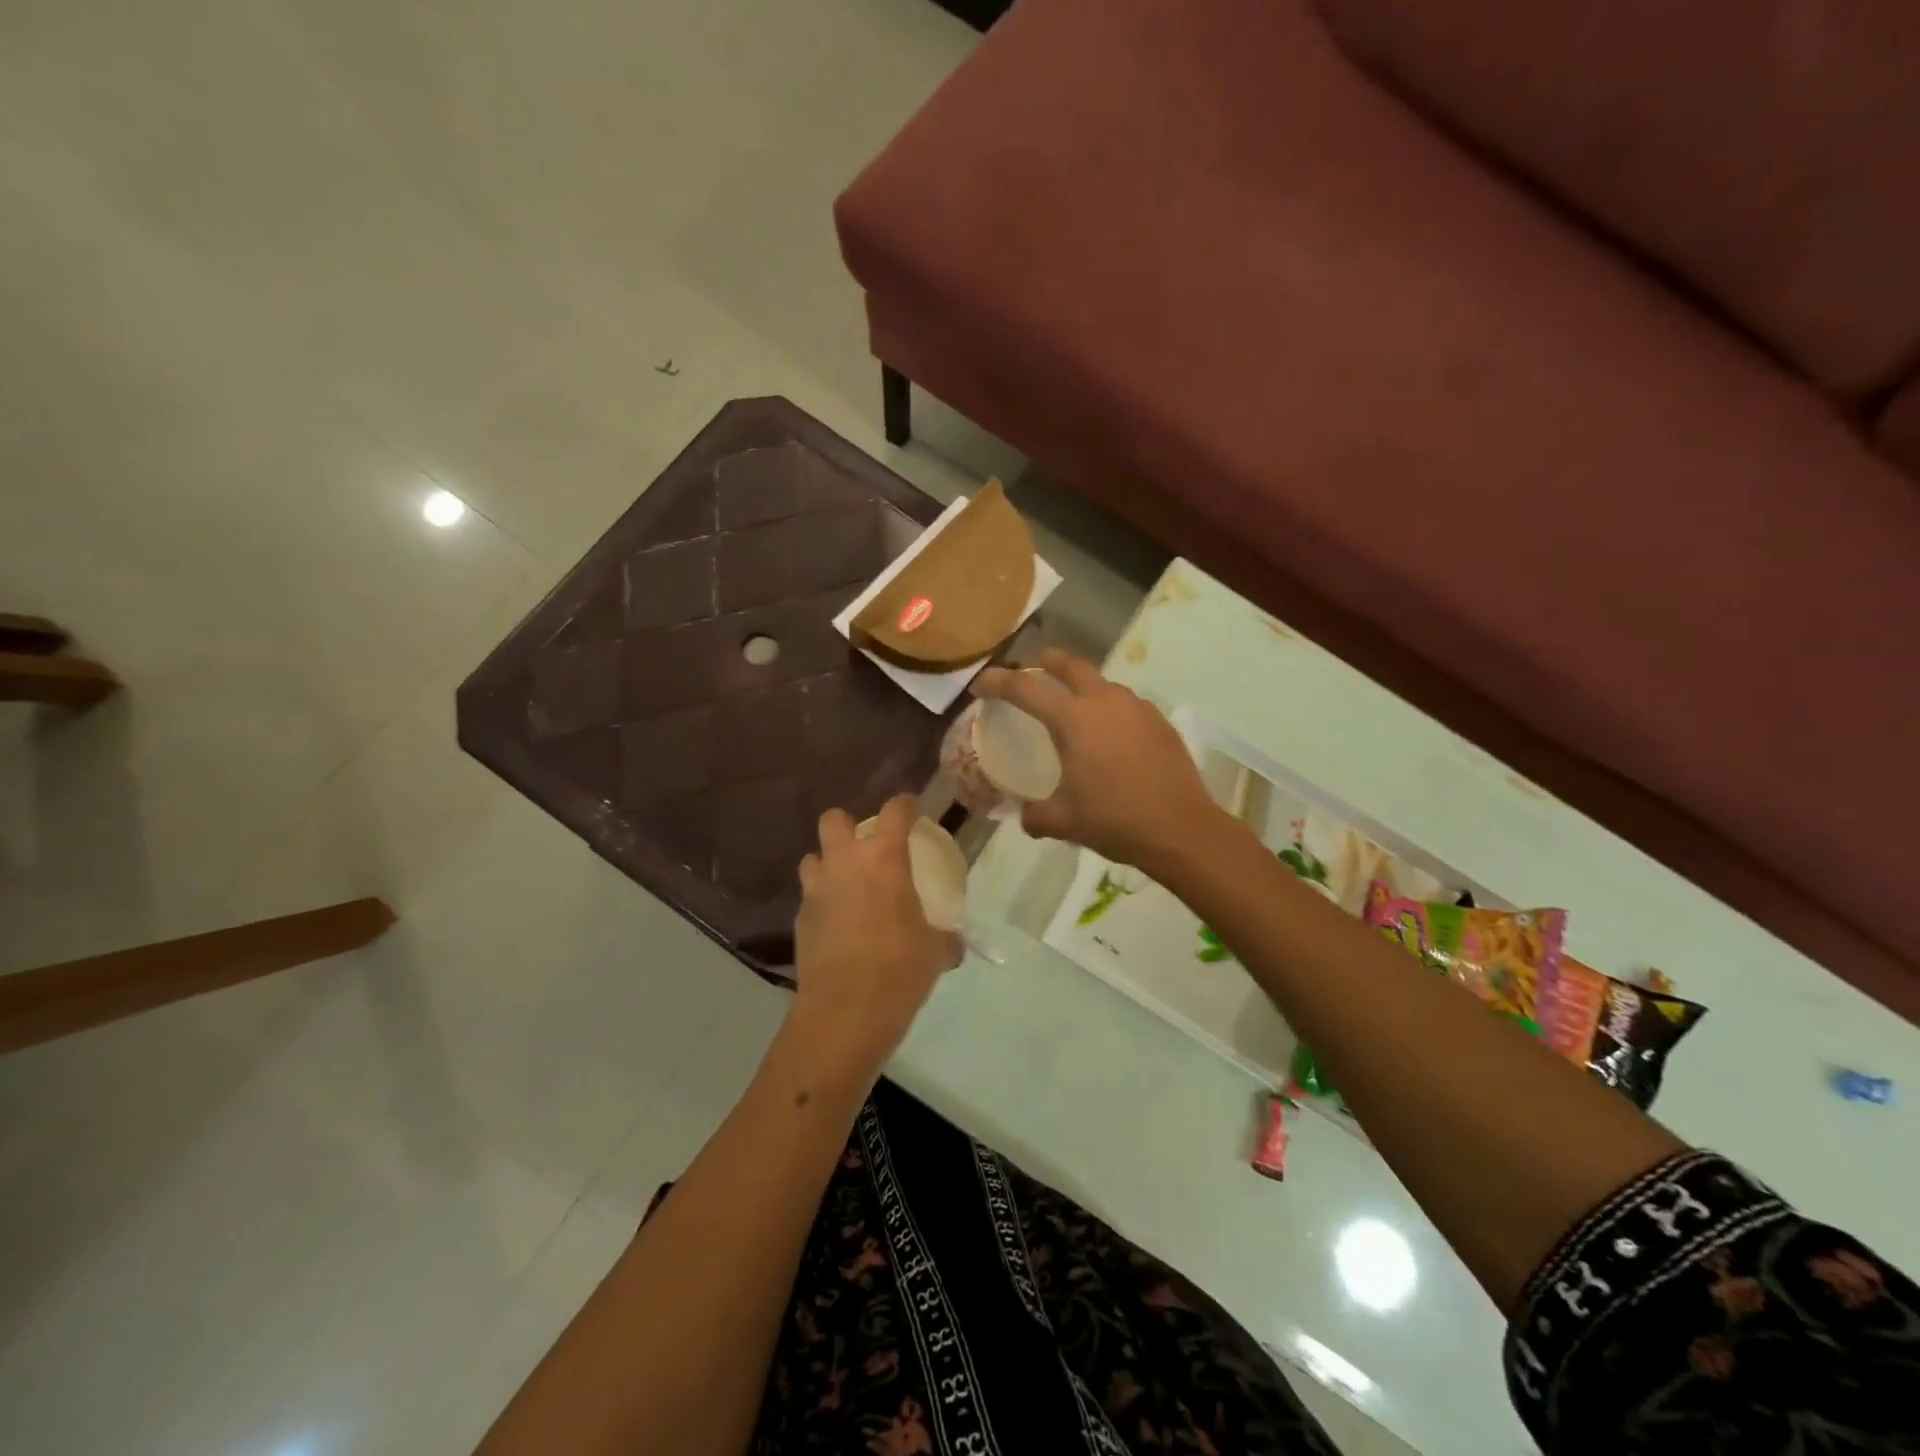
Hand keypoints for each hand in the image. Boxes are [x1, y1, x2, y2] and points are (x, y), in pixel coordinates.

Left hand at [790, 795, 960, 1080]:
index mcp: (884, 859)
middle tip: (868, 848)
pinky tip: (839, 924)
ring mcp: (816, 890)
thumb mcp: (936, 952)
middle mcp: (844, 863)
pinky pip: (810, 896)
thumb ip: (945, 938)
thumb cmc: (899, 970)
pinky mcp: (799, 918)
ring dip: (829, 864)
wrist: (844, 1012)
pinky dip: (824, 901)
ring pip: (814, 857)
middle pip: (834, 819)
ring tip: (848, 885)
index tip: (915, 812)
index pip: (895, 811)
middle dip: (849, 826)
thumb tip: (954, 942)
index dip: (907, 805)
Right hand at [972, 649, 1221, 869]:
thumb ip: (1035, 816)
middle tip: (1031, 671)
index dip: (997, 682)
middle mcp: (1104, 702)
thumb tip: (1026, 816)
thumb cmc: (1115, 820)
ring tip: (1073, 708)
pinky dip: (1109, 709)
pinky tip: (1110, 736)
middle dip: (1045, 662)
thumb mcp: (1063, 822)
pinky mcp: (1159, 722)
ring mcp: (1137, 708)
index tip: (981, 685)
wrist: (1181, 829)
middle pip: (1069, 664)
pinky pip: (1126, 705)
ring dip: (1081, 686)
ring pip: (1101, 683)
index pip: (1025, 688)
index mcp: (1073, 719)